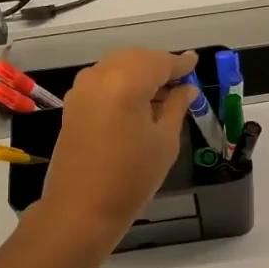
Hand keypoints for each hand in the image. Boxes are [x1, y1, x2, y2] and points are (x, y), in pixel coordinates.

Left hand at [39, 48, 196, 238]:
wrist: (81, 209)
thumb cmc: (132, 178)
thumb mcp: (164, 142)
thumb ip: (176, 107)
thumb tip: (187, 89)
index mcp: (127, 82)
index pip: (159, 62)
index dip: (180, 63)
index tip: (195, 62)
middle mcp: (100, 76)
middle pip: (136, 58)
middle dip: (159, 65)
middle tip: (181, 80)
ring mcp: (82, 89)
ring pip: (117, 66)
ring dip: (140, 73)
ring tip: (162, 92)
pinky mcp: (73, 103)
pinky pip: (102, 80)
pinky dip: (122, 82)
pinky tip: (137, 101)